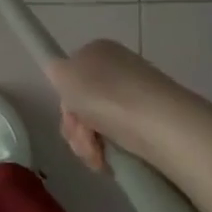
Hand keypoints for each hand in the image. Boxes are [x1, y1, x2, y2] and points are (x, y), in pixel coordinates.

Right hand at [45, 39, 192, 172]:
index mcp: (99, 51)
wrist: (156, 122)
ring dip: (87, 144)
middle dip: (75, 126)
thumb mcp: (64, 74)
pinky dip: (108, 151)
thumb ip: (55, 70)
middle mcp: (118, 69)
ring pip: (96, 124)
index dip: (66, 99)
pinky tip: (109, 160)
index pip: (70, 77)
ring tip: (98, 154)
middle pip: (82, 103)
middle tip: (83, 136)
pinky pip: (116, 138)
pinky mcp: (148, 121)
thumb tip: (59, 72)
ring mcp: (134, 96)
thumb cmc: (104, 94)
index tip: (69, 113)